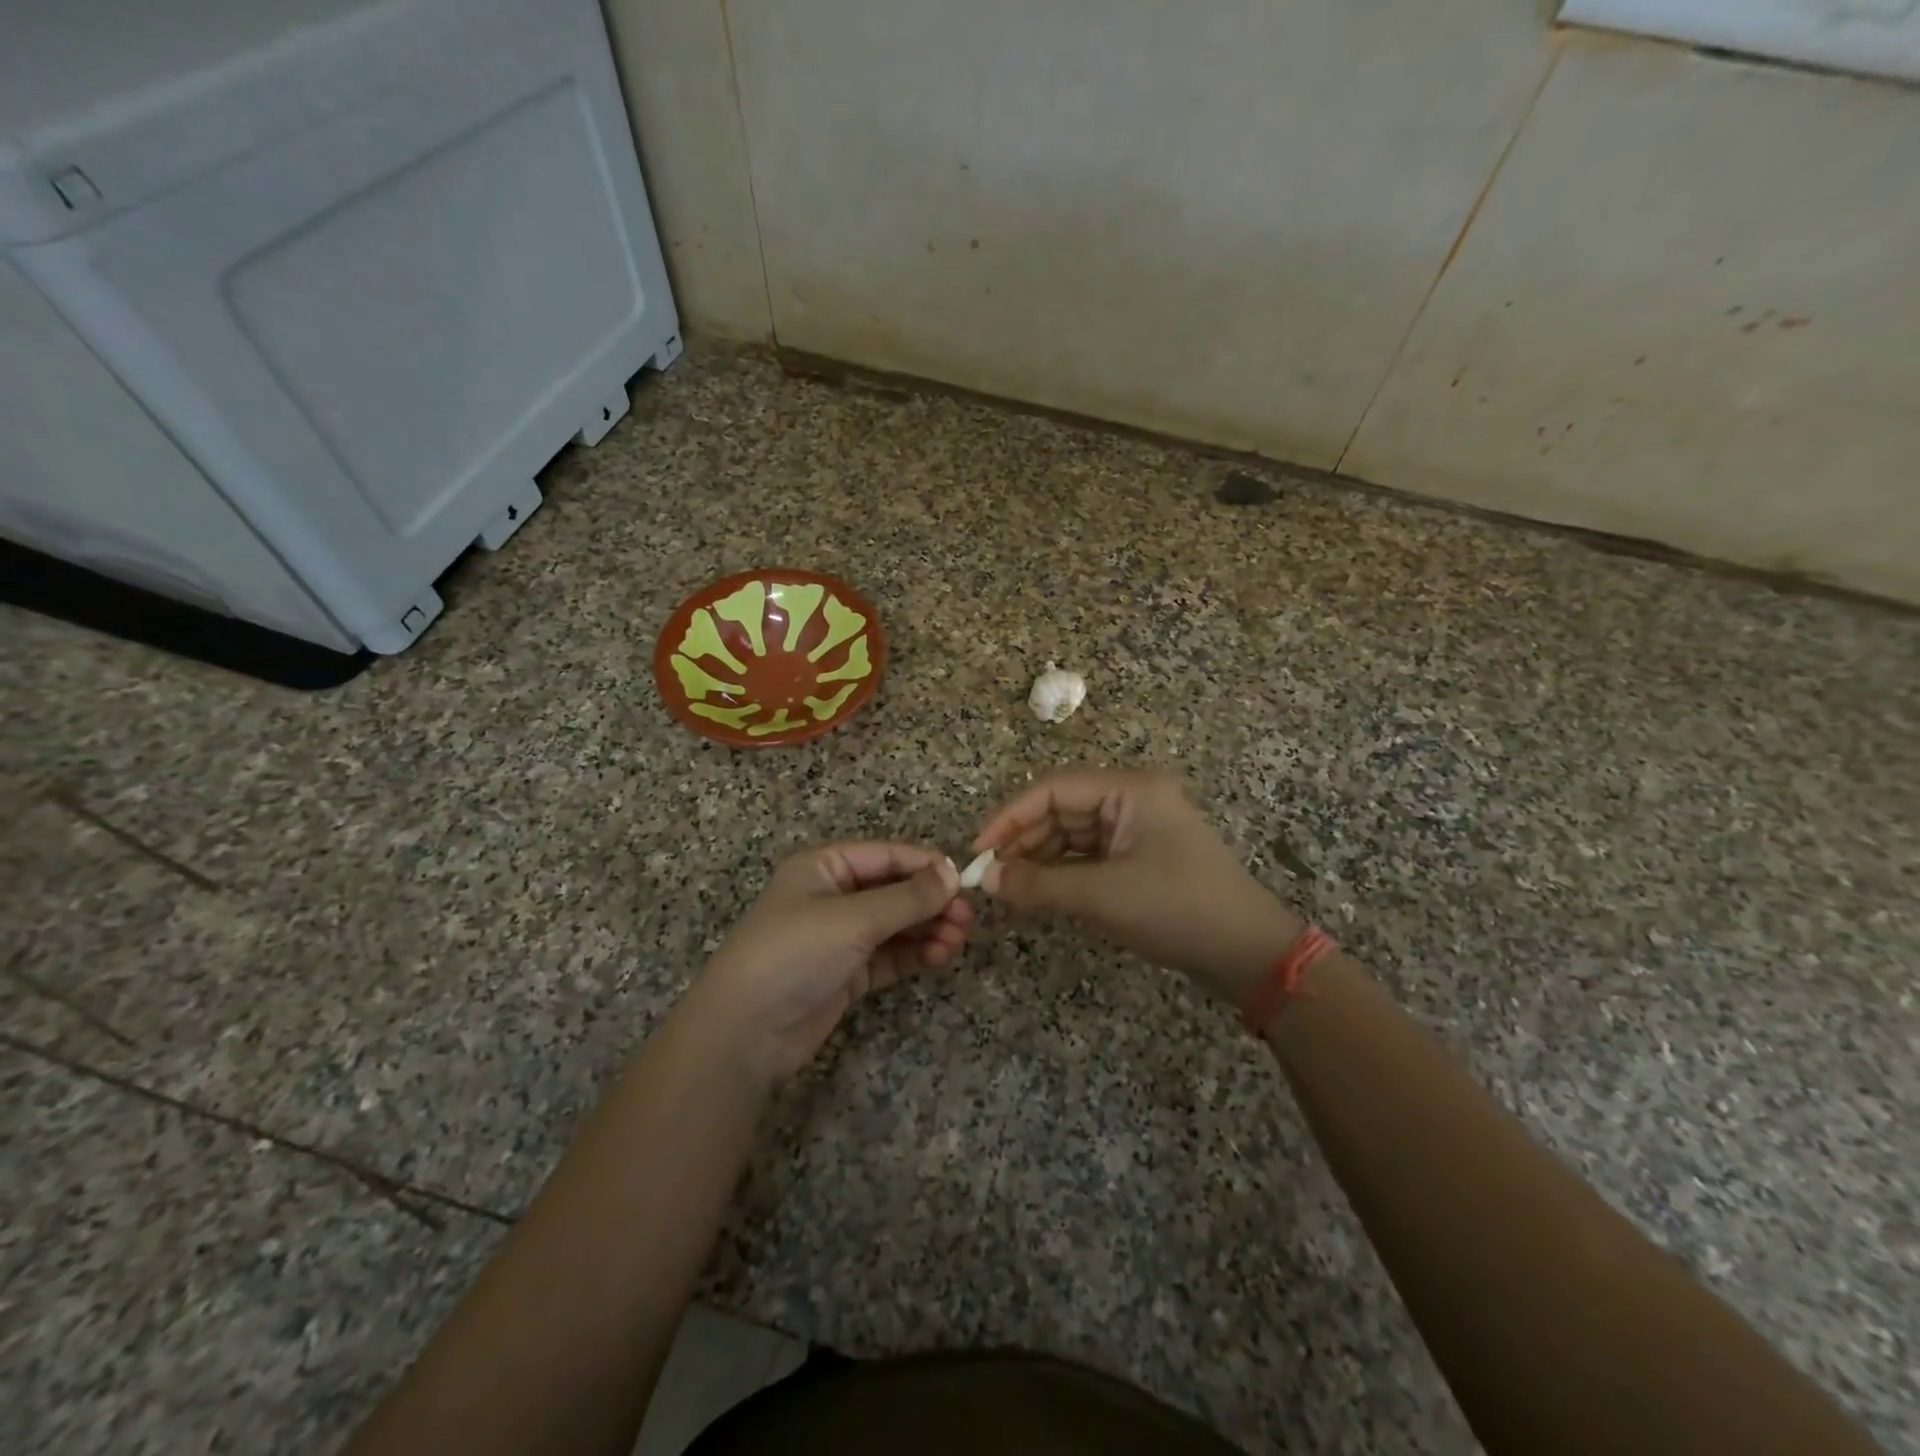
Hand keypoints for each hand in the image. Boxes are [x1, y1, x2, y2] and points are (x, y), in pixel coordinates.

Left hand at [685, 844, 971, 1081]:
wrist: (745, 1032)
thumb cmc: (795, 954)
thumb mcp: (853, 919)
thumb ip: (907, 898)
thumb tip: (952, 873)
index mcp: (825, 867)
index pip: (887, 855)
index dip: (926, 865)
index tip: (964, 881)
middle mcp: (834, 895)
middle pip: (895, 889)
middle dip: (931, 902)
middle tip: (967, 919)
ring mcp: (840, 936)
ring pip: (896, 924)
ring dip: (928, 928)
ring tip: (957, 940)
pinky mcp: (847, 972)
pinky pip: (890, 955)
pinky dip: (915, 954)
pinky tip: (939, 956)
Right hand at [972, 768, 1302, 1003]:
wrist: (1249, 953)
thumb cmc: (1178, 910)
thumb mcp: (1103, 896)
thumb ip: (1039, 884)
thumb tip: (986, 880)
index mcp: (1129, 789)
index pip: (1052, 789)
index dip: (1009, 817)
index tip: (978, 851)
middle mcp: (1131, 798)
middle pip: (1060, 810)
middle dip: (1023, 840)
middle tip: (988, 876)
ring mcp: (1137, 827)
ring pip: (1071, 834)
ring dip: (1039, 858)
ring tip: (1008, 887)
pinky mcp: (1139, 855)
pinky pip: (1088, 855)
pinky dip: (1062, 872)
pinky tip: (1038, 891)